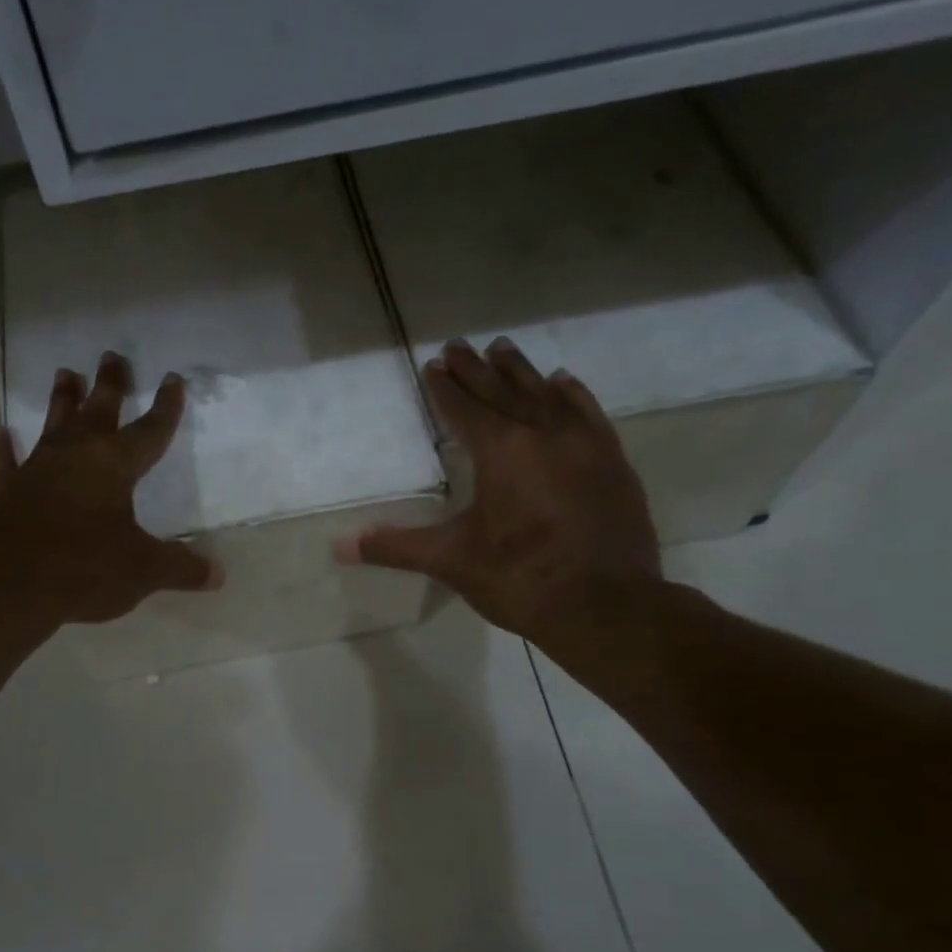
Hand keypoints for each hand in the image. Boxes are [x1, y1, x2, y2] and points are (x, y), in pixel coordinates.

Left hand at [0, 352, 220, 626]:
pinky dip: (4, 449)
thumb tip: (218, 575)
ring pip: (53, 425)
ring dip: (62, 400)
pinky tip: (1, 435)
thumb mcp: (144, 571)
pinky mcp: (6, 492)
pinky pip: (5, 462)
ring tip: (65, 373)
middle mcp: (76, 456)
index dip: (165, 407)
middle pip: (97, 410)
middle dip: (110, 384)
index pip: (149, 430)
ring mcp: (36, 470)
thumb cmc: (85, 569)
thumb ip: (181, 568)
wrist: (11, 585)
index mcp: (114, 466)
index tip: (173, 379)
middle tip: (112, 355)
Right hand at [337, 337, 661, 663]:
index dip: (444, 388)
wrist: (607, 607)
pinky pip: (587, 412)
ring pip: (545, 393)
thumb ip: (396, 547)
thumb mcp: (451, 562)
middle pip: (502, 390)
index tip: (432, 365)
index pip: (465, 409)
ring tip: (502, 348)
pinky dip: (571, 393)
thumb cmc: (521, 579)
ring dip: (520, 371)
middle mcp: (543, 433)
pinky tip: (563, 381)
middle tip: (458, 344)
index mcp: (501, 451)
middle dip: (476, 368)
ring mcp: (584, 444)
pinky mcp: (612, 461)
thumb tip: (340, 547)